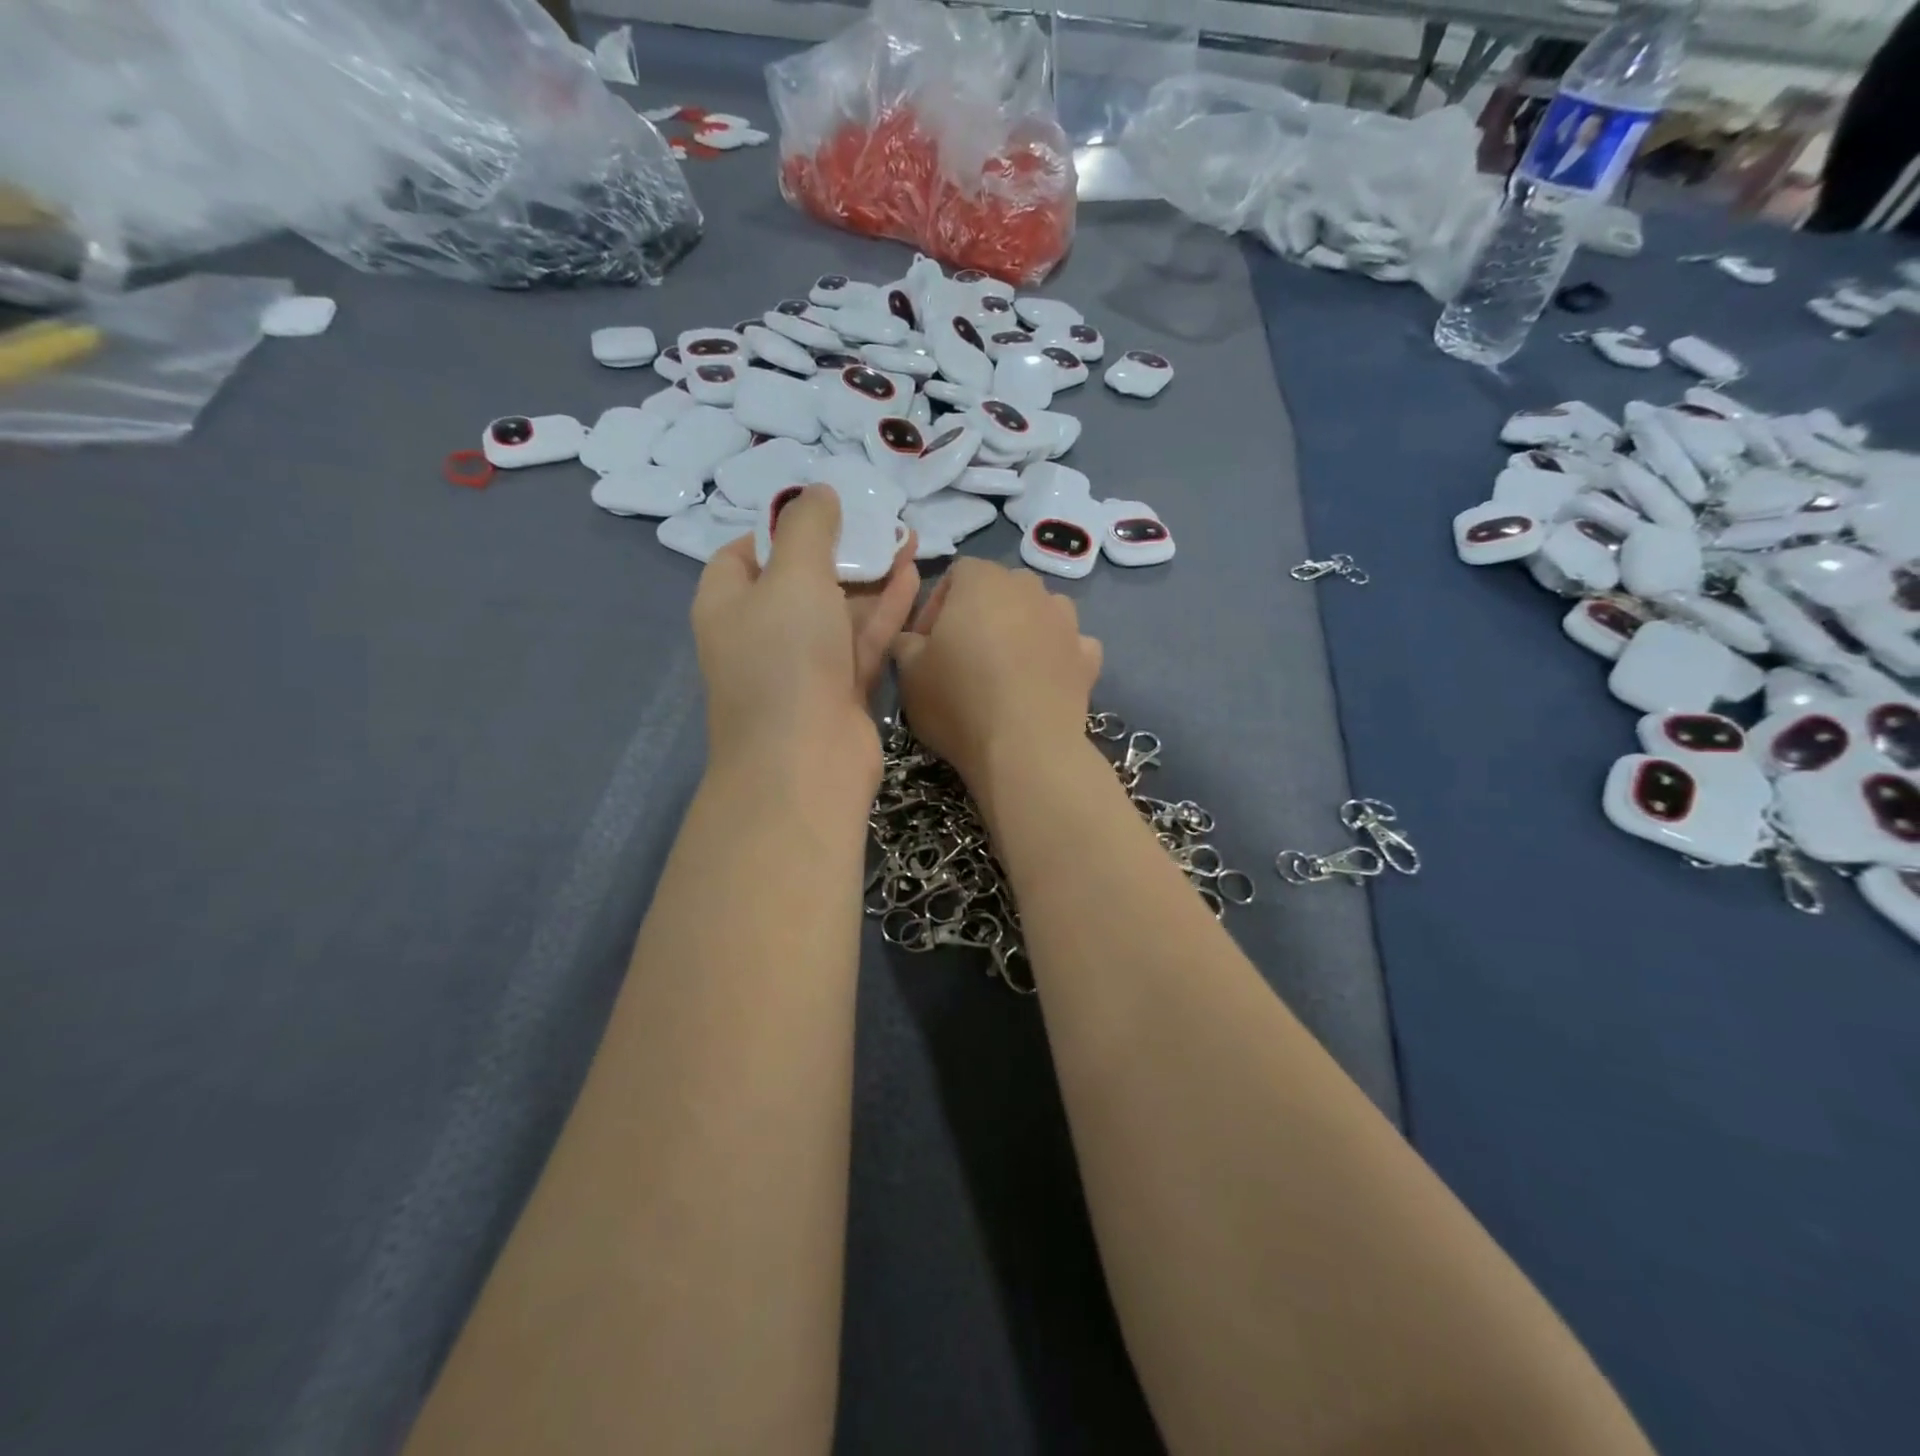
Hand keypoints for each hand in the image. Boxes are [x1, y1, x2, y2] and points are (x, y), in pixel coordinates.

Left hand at [692, 487, 918, 799]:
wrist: (805, 762)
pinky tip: (913, 574)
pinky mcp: (840, 690)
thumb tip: (818, 492)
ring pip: (839, 610)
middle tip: (879, 518)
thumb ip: (809, 527)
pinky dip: (885, 610)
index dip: (780, 528)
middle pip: (801, 579)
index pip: (744, 553)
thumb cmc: (786, 658)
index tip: (821, 511)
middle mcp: (763, 634)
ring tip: (908, 536)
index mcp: (729, 603)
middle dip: (841, 548)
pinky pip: (862, 640)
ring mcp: (803, 666)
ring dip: (871, 575)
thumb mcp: (793, 575)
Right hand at [891, 558, 1101, 809]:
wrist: (1025, 749)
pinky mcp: (1088, 657)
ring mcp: (1065, 621)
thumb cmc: (959, 702)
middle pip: (1001, 589)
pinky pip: (1070, 645)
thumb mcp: (909, 674)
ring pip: (1040, 612)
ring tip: (1006, 668)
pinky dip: (1057, 656)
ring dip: (1023, 630)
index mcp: (982, 581)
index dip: (937, 606)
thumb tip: (912, 640)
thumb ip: (906, 644)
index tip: (926, 643)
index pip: (957, 574)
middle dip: (981, 614)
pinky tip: (1042, 682)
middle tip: (963, 656)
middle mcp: (1029, 589)